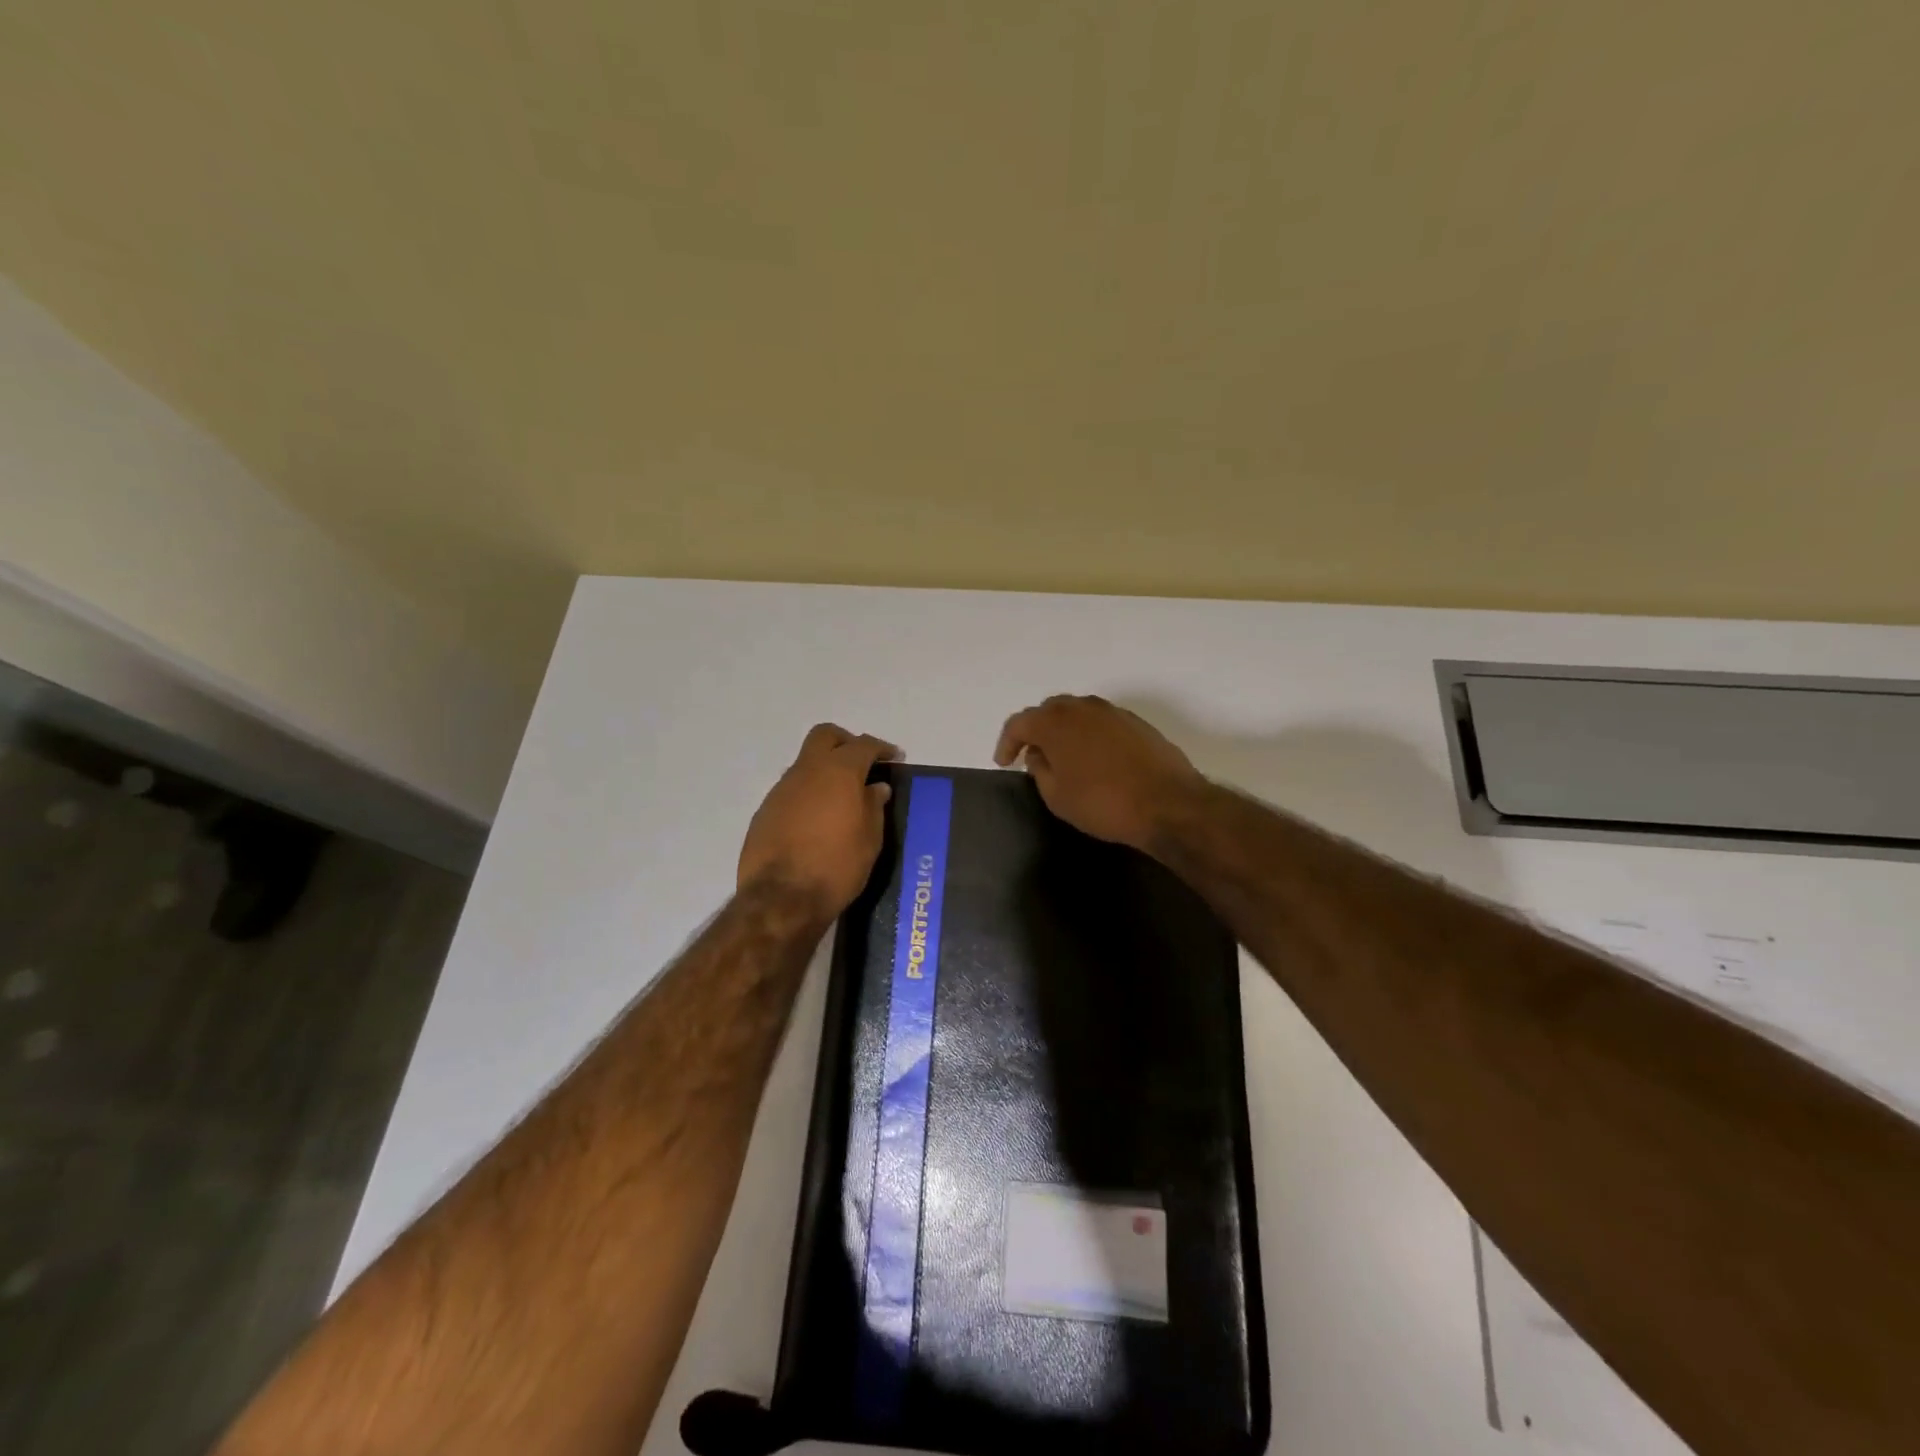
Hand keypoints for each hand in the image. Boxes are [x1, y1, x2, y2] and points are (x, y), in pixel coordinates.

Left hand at [739, 723, 897, 918]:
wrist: (781, 899)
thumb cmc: (837, 867)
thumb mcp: (869, 840)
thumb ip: (873, 807)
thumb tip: (875, 788)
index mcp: (839, 772)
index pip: (863, 745)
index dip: (881, 748)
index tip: (894, 758)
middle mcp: (807, 771)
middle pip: (825, 736)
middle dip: (846, 742)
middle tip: (862, 764)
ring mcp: (781, 789)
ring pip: (805, 763)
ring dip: (824, 771)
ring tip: (841, 799)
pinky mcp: (765, 811)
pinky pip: (792, 790)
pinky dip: (808, 794)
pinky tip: (817, 821)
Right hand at [993, 695, 1205, 849]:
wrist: (1168, 804)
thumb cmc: (1103, 803)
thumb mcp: (1057, 796)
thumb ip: (1039, 770)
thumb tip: (1038, 753)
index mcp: (1056, 722)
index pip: (1020, 723)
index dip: (1007, 742)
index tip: (1004, 762)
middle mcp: (1082, 707)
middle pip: (1049, 711)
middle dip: (1035, 730)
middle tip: (1031, 755)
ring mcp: (1112, 712)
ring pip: (1077, 713)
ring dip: (1064, 730)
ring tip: (1062, 756)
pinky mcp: (1136, 722)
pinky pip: (1100, 722)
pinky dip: (1088, 734)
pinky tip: (1092, 757)